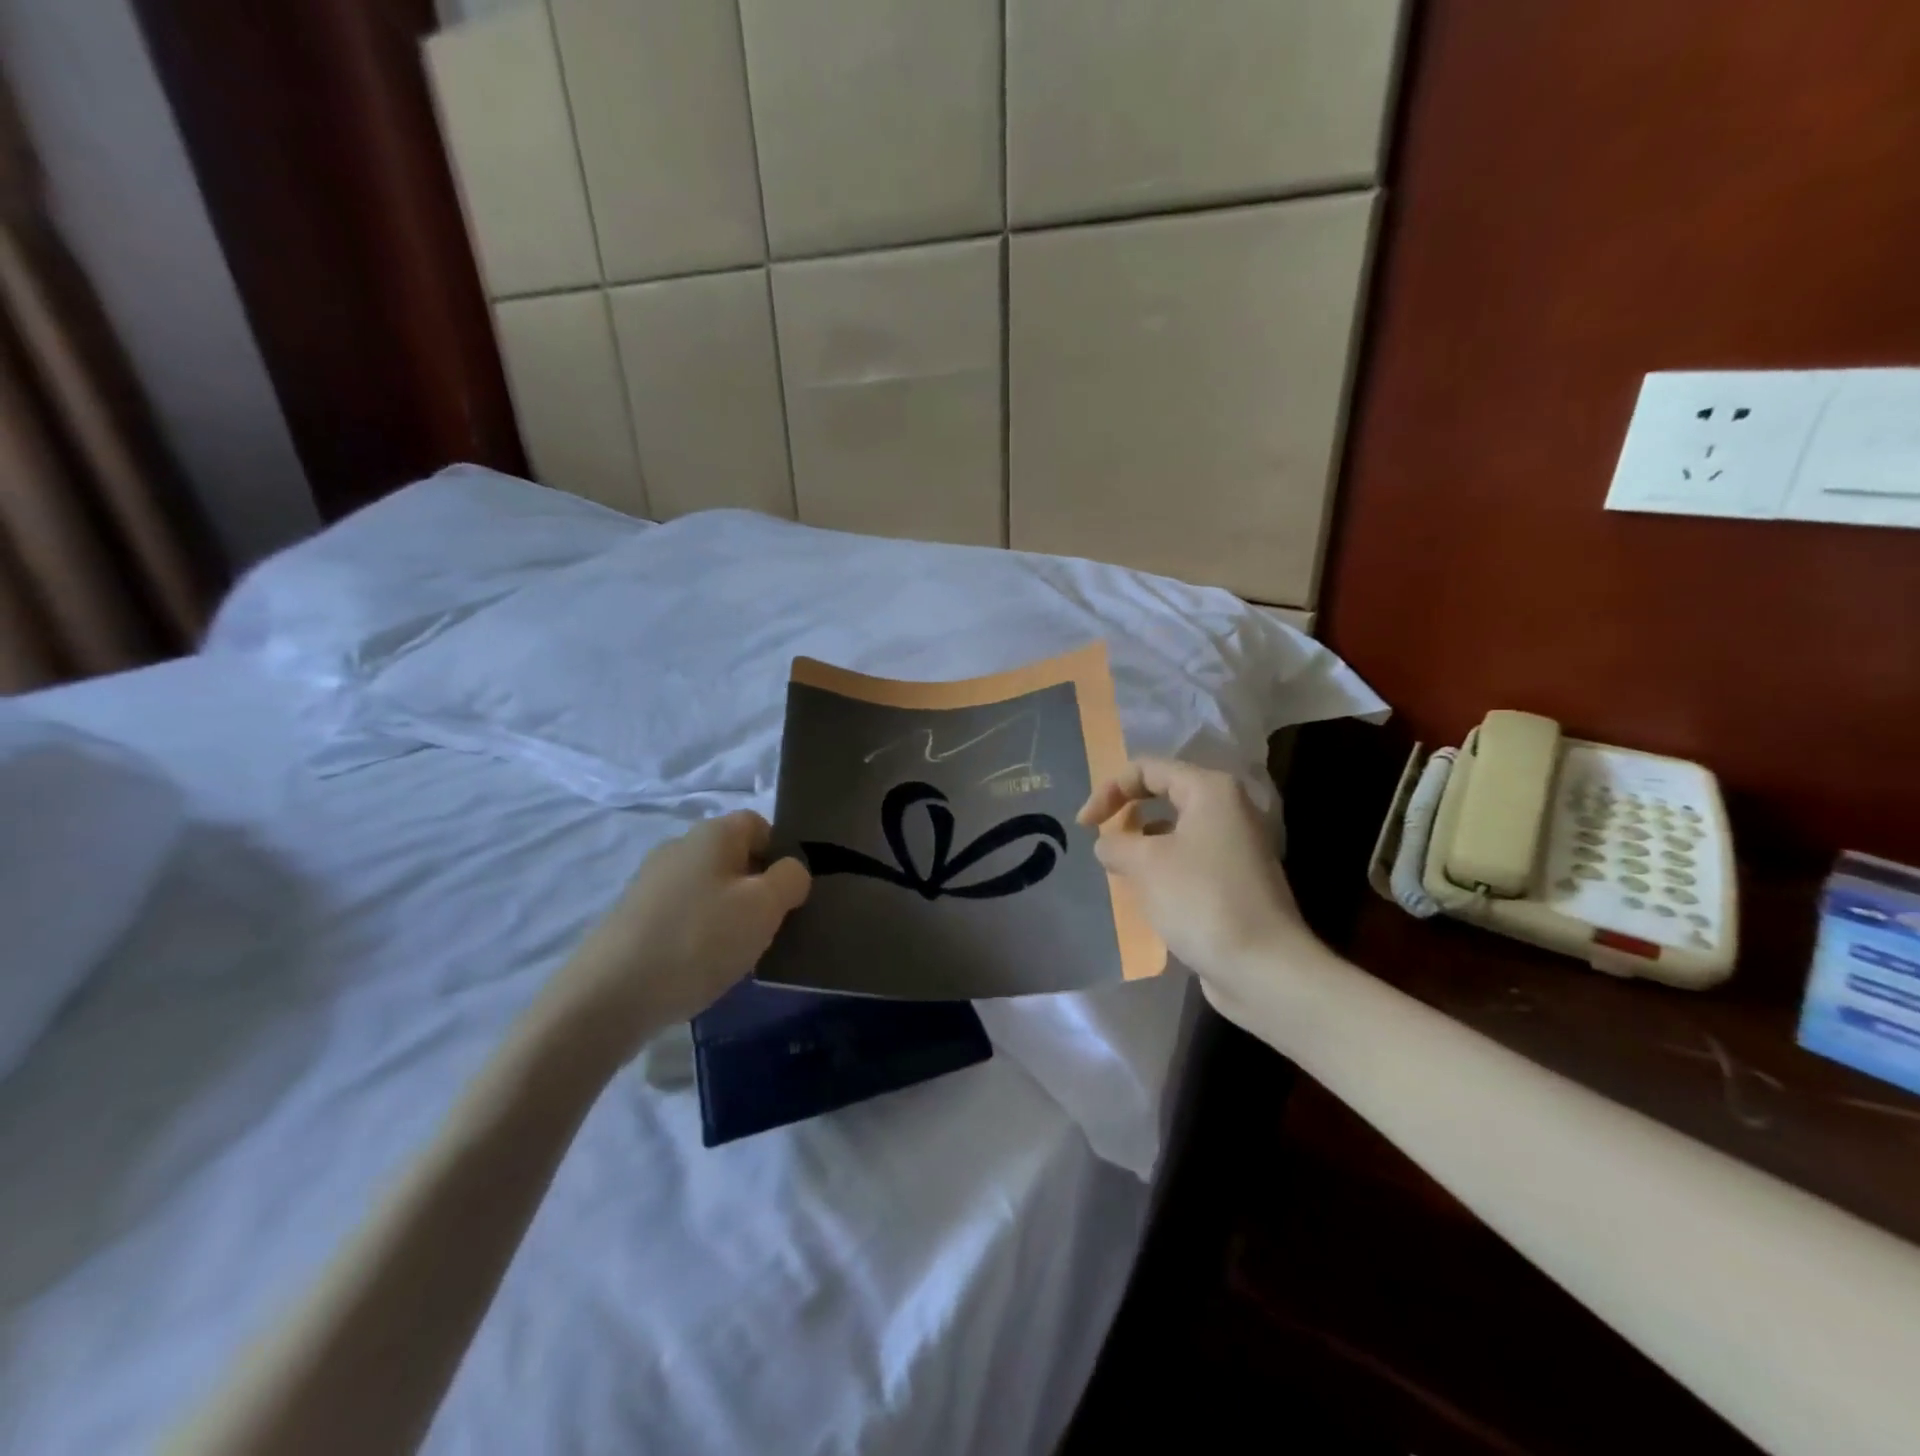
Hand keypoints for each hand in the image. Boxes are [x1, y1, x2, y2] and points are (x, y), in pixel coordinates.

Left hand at [541, 811, 810, 1059]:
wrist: (609, 997)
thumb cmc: (699, 939)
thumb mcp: (765, 906)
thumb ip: (791, 878)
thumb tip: (790, 870)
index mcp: (713, 833)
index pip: (759, 824)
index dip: (780, 854)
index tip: (788, 895)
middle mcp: (679, 847)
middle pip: (733, 858)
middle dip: (755, 890)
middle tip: (768, 929)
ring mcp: (651, 883)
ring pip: (709, 889)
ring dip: (728, 916)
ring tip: (735, 955)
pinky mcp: (632, 918)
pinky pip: (683, 916)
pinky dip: (698, 936)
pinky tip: (699, 967)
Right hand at [1079, 759, 1322, 1019]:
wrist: (1263, 967)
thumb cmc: (1201, 900)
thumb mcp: (1145, 864)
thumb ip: (1116, 844)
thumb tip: (1108, 845)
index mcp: (1211, 791)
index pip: (1148, 769)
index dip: (1109, 790)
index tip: (1084, 825)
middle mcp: (1228, 809)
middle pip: (1164, 795)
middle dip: (1126, 815)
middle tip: (1101, 843)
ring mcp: (1236, 846)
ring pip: (1176, 831)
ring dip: (1143, 846)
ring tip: (1119, 871)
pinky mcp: (1236, 880)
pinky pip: (1189, 860)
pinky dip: (1163, 869)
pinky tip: (1147, 896)